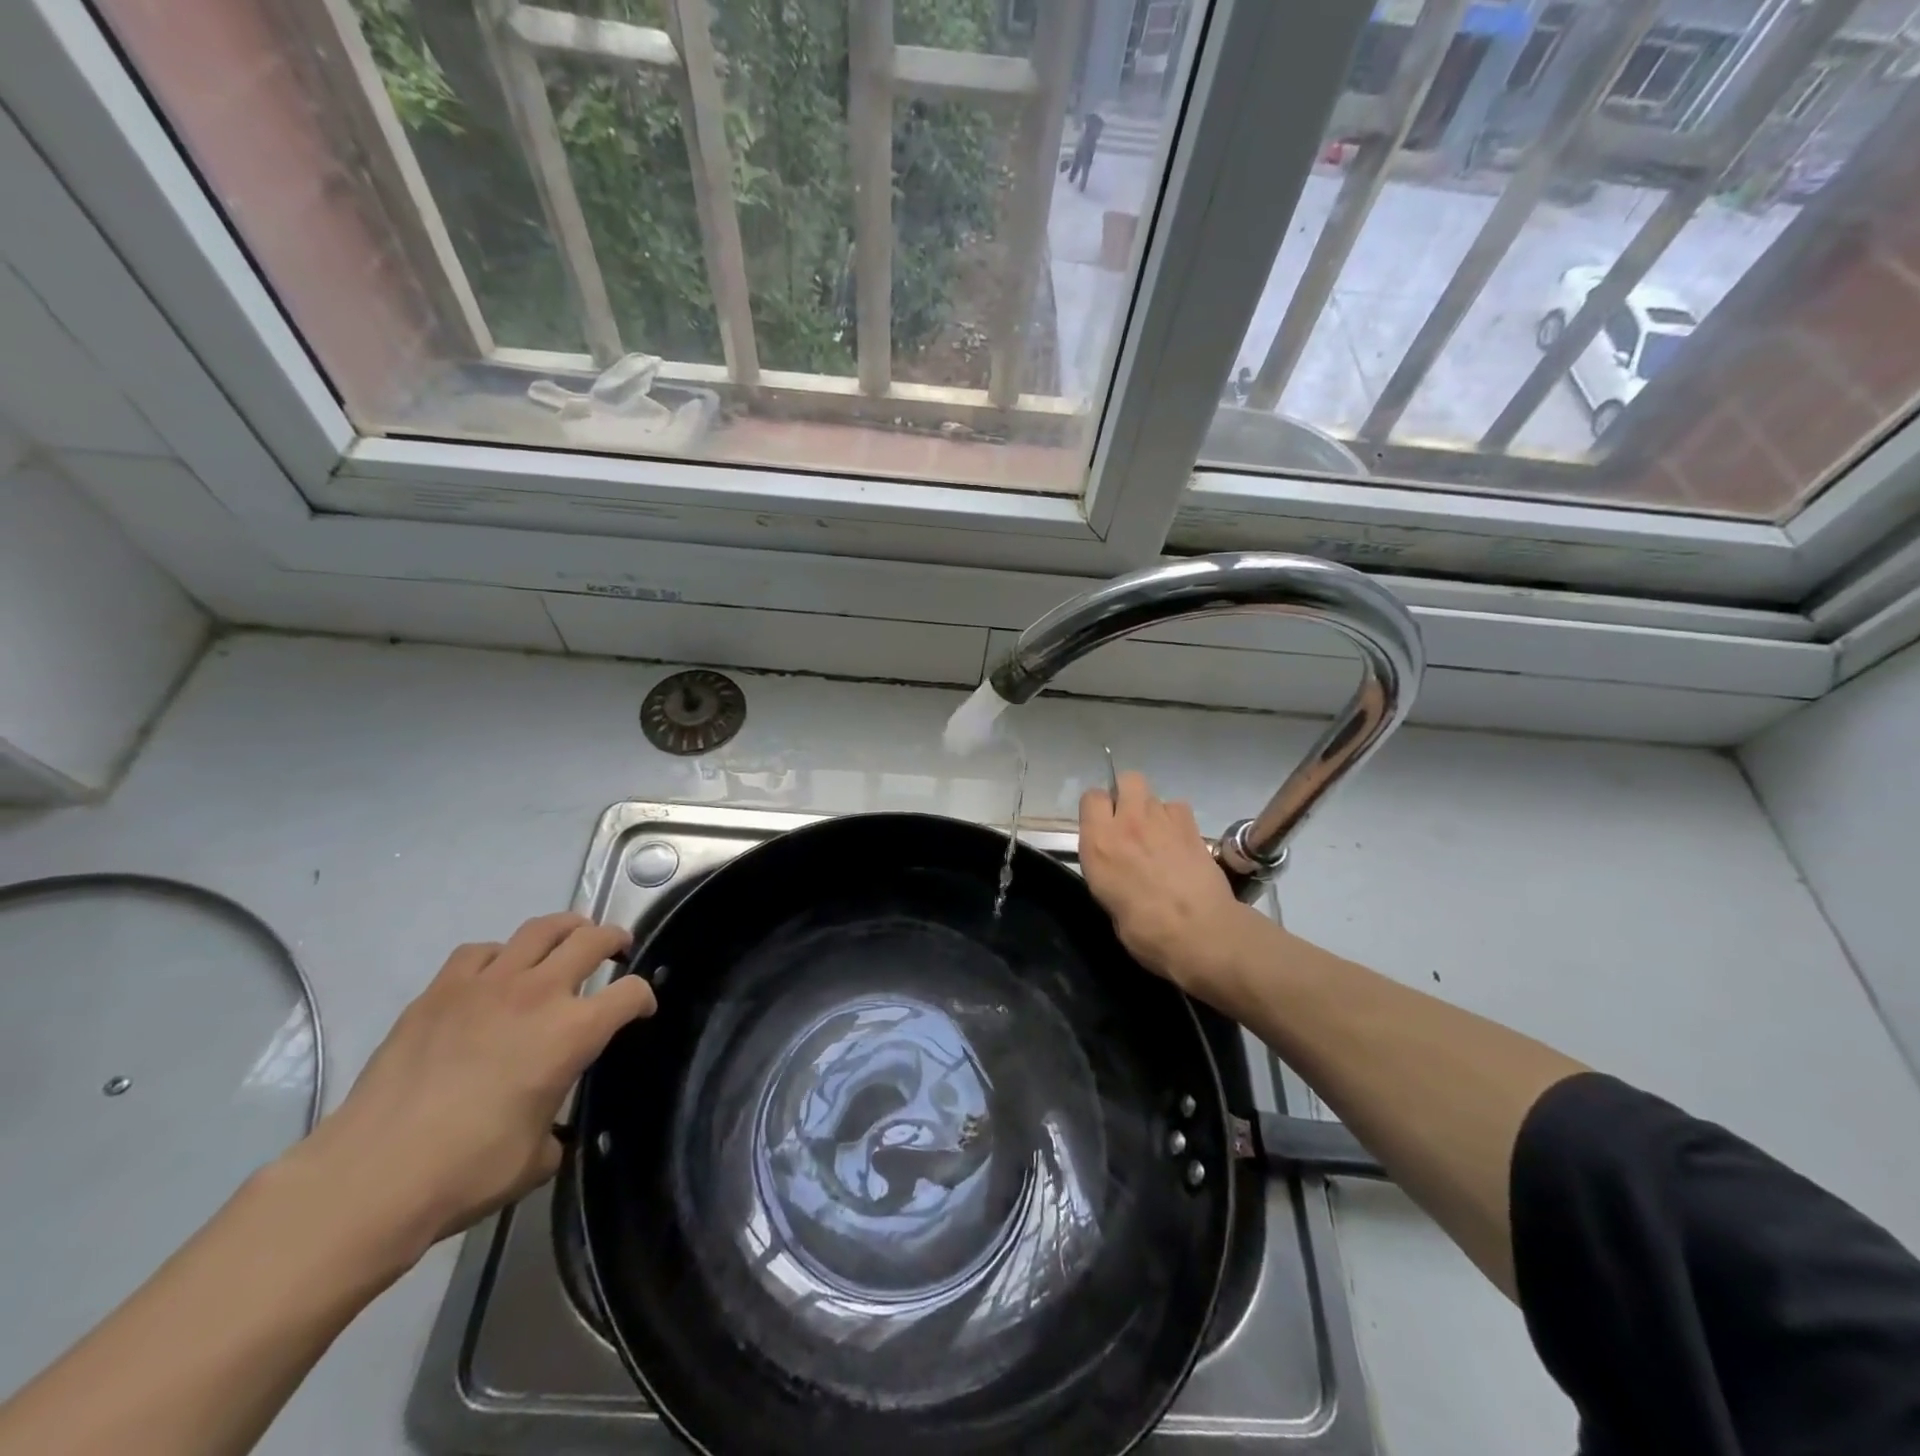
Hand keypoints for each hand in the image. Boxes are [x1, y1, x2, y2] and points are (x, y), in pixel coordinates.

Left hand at [291, 913, 653, 1263]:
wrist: (372, 1177)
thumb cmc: (467, 1171)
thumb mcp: (536, 1159)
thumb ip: (555, 1130)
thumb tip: (548, 1130)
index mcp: (574, 1032)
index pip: (630, 993)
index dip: (644, 999)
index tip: (641, 1010)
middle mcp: (539, 993)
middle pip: (593, 940)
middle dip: (614, 940)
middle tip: (618, 950)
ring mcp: (487, 985)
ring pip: (541, 929)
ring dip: (565, 929)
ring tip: (568, 938)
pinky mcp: (440, 990)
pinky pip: (480, 951)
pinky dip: (499, 955)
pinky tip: (494, 974)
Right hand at [1079, 771, 1263, 1001]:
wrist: (1198, 932)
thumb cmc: (1144, 930)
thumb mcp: (1107, 899)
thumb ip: (1107, 868)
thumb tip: (1118, 865)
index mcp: (1099, 842)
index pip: (1091, 797)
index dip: (1097, 808)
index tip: (1102, 825)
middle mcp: (1127, 822)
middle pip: (1127, 780)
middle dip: (1128, 793)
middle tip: (1131, 821)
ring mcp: (1162, 820)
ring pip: (1156, 796)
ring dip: (1154, 812)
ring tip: (1160, 837)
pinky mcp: (1192, 827)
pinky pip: (1179, 808)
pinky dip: (1177, 821)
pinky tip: (1181, 841)